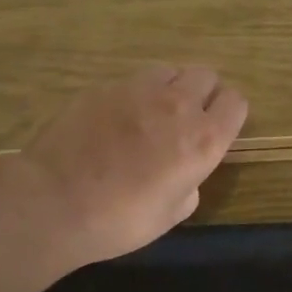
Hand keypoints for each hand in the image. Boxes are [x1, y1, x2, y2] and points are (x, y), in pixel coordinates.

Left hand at [7, 64, 247, 272]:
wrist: (54, 201)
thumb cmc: (119, 220)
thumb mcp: (170, 216)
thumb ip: (189, 185)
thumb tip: (184, 173)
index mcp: (203, 140)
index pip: (236, 102)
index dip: (229, 113)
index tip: (218, 128)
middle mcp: (178, 105)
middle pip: (206, 75)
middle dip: (203, 93)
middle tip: (185, 119)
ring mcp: (138, 90)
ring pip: (169, 71)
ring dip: (169, 87)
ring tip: (151, 112)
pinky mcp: (104, 87)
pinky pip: (132, 81)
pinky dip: (133, 95)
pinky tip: (114, 119)